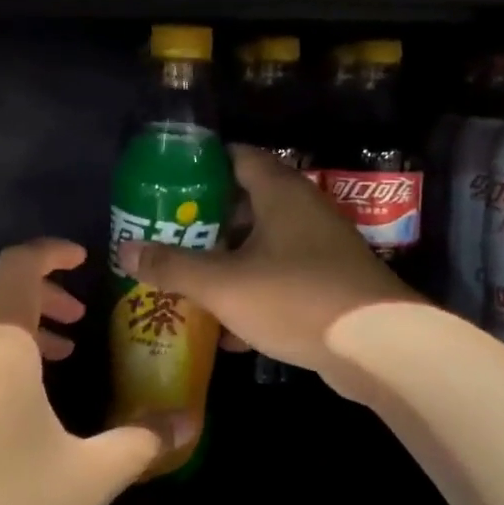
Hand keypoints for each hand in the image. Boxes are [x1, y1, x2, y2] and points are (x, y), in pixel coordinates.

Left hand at [0, 239, 190, 504]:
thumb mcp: (87, 479)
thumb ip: (142, 442)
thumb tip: (189, 422)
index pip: (19, 266)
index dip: (51, 252)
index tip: (82, 258)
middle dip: (40, 293)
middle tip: (77, 319)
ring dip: (16, 329)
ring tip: (54, 359)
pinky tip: (9, 412)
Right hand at [117, 146, 420, 398]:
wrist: (377, 347)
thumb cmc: (294, 297)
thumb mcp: (223, 283)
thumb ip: (172, 266)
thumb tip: (126, 250)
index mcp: (279, 192)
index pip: (237, 156)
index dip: (201, 165)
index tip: (167, 183)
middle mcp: (302, 210)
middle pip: (246, 204)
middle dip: (206, 222)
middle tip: (168, 236)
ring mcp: (320, 248)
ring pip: (262, 246)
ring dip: (227, 263)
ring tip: (186, 280)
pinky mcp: (329, 284)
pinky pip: (280, 280)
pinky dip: (253, 295)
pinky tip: (226, 331)